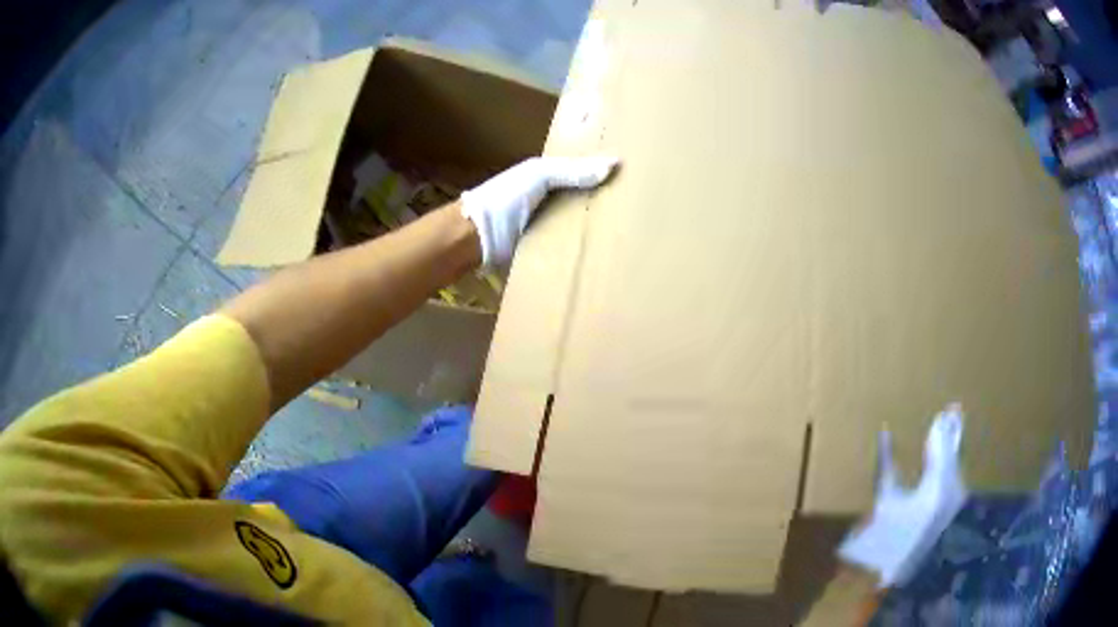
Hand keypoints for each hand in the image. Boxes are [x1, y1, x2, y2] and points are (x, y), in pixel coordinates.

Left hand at [460, 156, 618, 266]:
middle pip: (583, 200)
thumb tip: (613, 165)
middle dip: (605, 204)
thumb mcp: (539, 176)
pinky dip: (582, 250)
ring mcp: (546, 226)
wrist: (474, 237)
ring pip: (578, 225)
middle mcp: (548, 200)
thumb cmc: (504, 198)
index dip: (603, 173)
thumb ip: (572, 171)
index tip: (633, 179)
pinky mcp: (544, 250)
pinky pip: (567, 248)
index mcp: (547, 177)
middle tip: (638, 212)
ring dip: (595, 231)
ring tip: (629, 235)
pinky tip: (604, 254)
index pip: (583, 172)